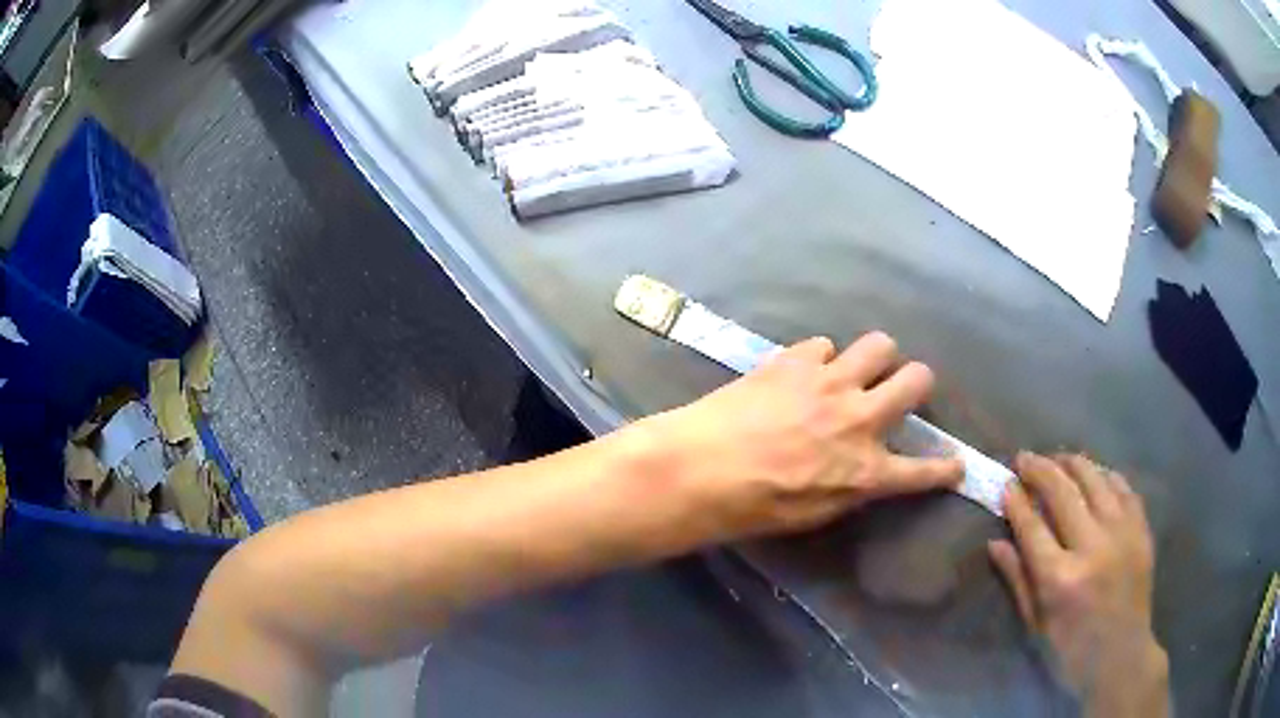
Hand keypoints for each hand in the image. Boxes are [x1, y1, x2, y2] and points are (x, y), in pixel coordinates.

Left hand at [644, 333, 963, 540]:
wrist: (700, 469)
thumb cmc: (752, 508)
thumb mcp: (812, 514)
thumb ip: (848, 487)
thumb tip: (863, 471)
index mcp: (866, 471)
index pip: (923, 472)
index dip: (945, 469)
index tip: (956, 465)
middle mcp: (861, 419)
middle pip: (918, 379)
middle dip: (919, 383)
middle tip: (902, 389)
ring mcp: (831, 382)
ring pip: (880, 344)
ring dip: (876, 357)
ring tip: (857, 369)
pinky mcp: (796, 359)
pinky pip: (824, 344)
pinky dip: (820, 358)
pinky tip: (802, 372)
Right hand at [989, 453, 1168, 717]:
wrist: (1121, 654)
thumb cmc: (1070, 648)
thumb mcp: (1036, 623)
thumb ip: (1018, 580)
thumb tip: (995, 543)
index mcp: (1060, 579)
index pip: (1032, 526)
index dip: (1016, 501)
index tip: (1006, 483)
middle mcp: (1092, 547)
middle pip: (1062, 492)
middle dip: (1040, 470)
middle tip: (1024, 458)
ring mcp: (1121, 533)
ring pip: (1094, 479)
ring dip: (1072, 463)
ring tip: (1057, 457)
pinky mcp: (1141, 528)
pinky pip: (1123, 487)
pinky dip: (1105, 475)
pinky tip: (1094, 473)